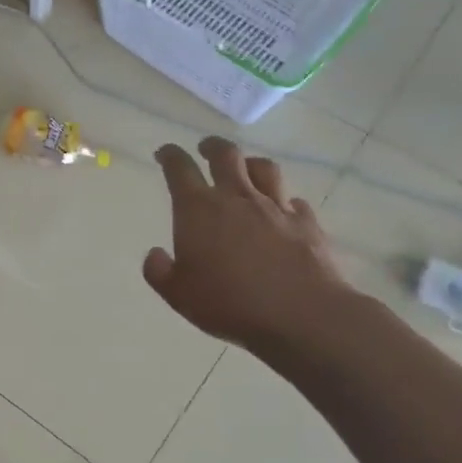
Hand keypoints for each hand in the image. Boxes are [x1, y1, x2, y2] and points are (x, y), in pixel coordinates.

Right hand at [143, 138, 345, 349]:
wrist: (301, 315)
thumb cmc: (229, 303)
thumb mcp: (178, 294)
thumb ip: (159, 271)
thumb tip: (155, 254)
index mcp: (198, 210)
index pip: (179, 168)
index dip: (169, 155)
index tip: (164, 152)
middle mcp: (236, 198)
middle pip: (225, 155)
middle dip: (211, 147)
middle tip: (204, 149)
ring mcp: (276, 208)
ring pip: (263, 168)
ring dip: (249, 164)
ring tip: (244, 170)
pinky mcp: (306, 224)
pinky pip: (294, 201)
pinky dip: (283, 200)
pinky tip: (281, 210)